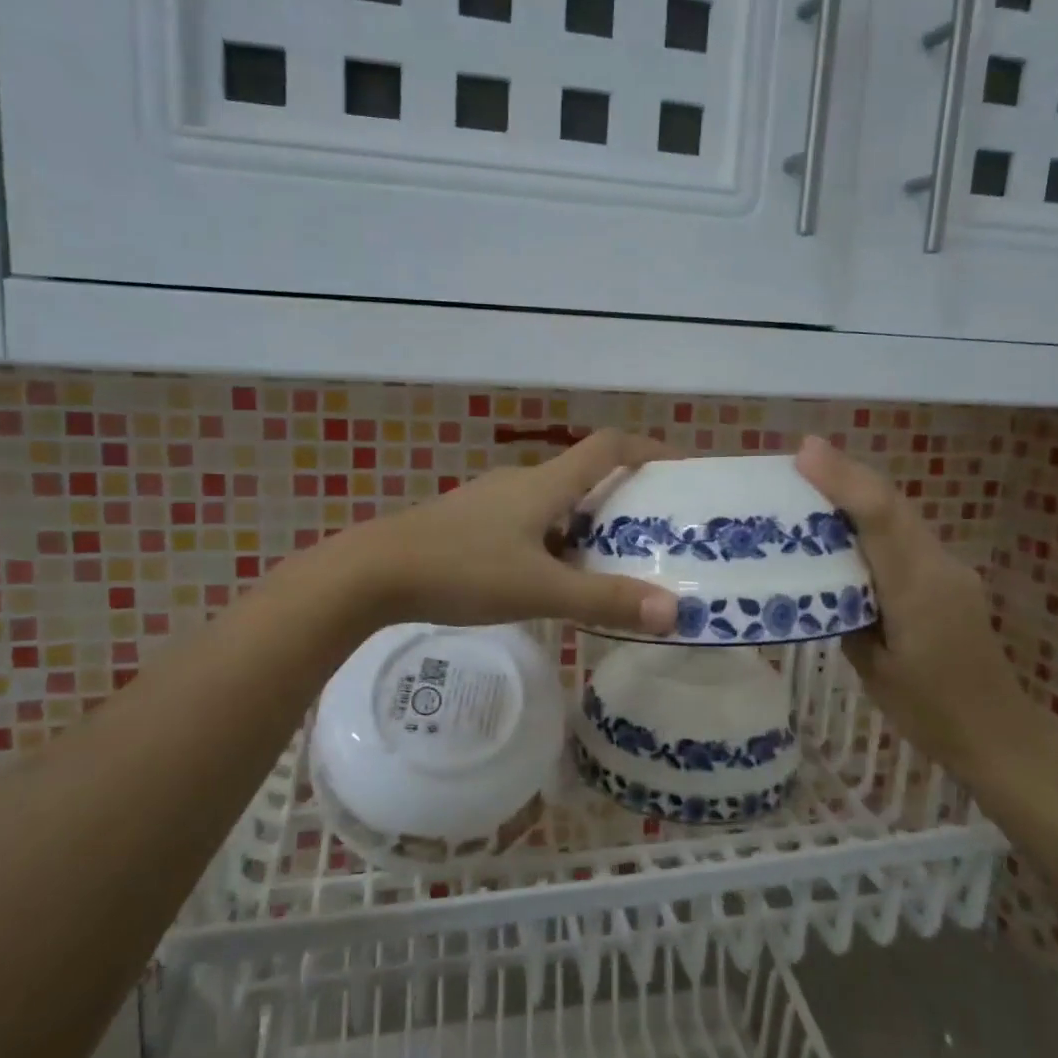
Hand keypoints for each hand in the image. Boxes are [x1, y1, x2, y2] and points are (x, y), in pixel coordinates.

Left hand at [334, 429, 680, 635]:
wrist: (372, 573)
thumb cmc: (462, 570)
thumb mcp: (539, 589)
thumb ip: (605, 600)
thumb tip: (673, 611)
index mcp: (545, 483)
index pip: (609, 446)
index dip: (650, 449)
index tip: (684, 468)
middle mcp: (522, 482)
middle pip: (585, 475)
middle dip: (624, 497)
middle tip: (657, 531)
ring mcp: (492, 502)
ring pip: (555, 504)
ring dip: (587, 523)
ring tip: (612, 562)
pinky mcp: (470, 523)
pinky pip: (529, 523)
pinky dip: (555, 541)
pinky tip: (551, 579)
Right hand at [795, 436, 1054, 782]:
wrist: (998, 733)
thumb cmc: (928, 711)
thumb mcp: (872, 668)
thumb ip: (846, 612)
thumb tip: (821, 577)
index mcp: (917, 591)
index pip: (881, 520)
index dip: (843, 480)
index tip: (805, 453)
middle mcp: (938, 567)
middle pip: (892, 504)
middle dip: (847, 473)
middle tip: (801, 457)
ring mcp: (949, 569)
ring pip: (900, 515)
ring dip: (860, 492)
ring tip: (814, 480)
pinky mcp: (949, 577)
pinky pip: (906, 535)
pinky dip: (873, 517)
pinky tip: (847, 525)